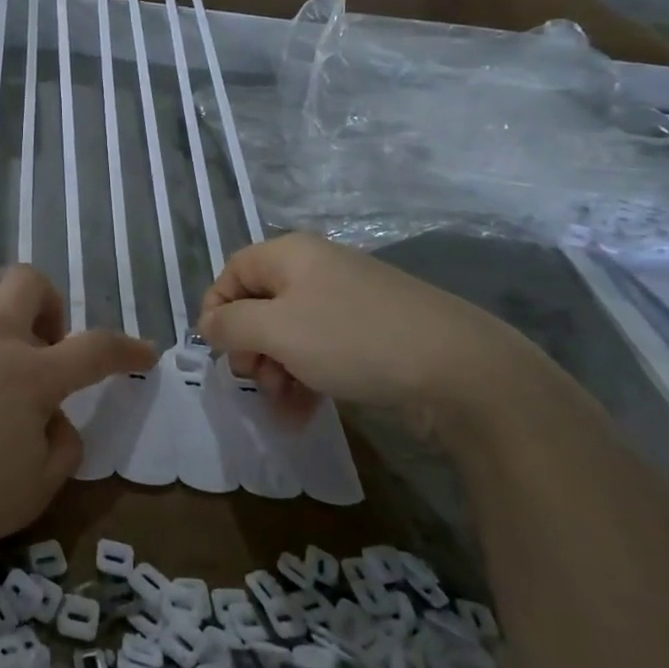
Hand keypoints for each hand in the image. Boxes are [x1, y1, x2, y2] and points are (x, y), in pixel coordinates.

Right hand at [199, 232, 520, 417]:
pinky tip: (306, 412)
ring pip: (290, 332)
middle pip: (260, 304)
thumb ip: (230, 325)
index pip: (232, 272)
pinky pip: (322, 348)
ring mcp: (348, 300)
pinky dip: (307, 376)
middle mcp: (317, 269)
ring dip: (277, 370)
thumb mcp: (276, 330)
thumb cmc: (352, 339)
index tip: (218, 352)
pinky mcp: (372, 331)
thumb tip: (208, 324)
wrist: (460, 368)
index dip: (216, 310)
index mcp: (290, 254)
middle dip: (250, 347)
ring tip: (285, 406)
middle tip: (257, 381)